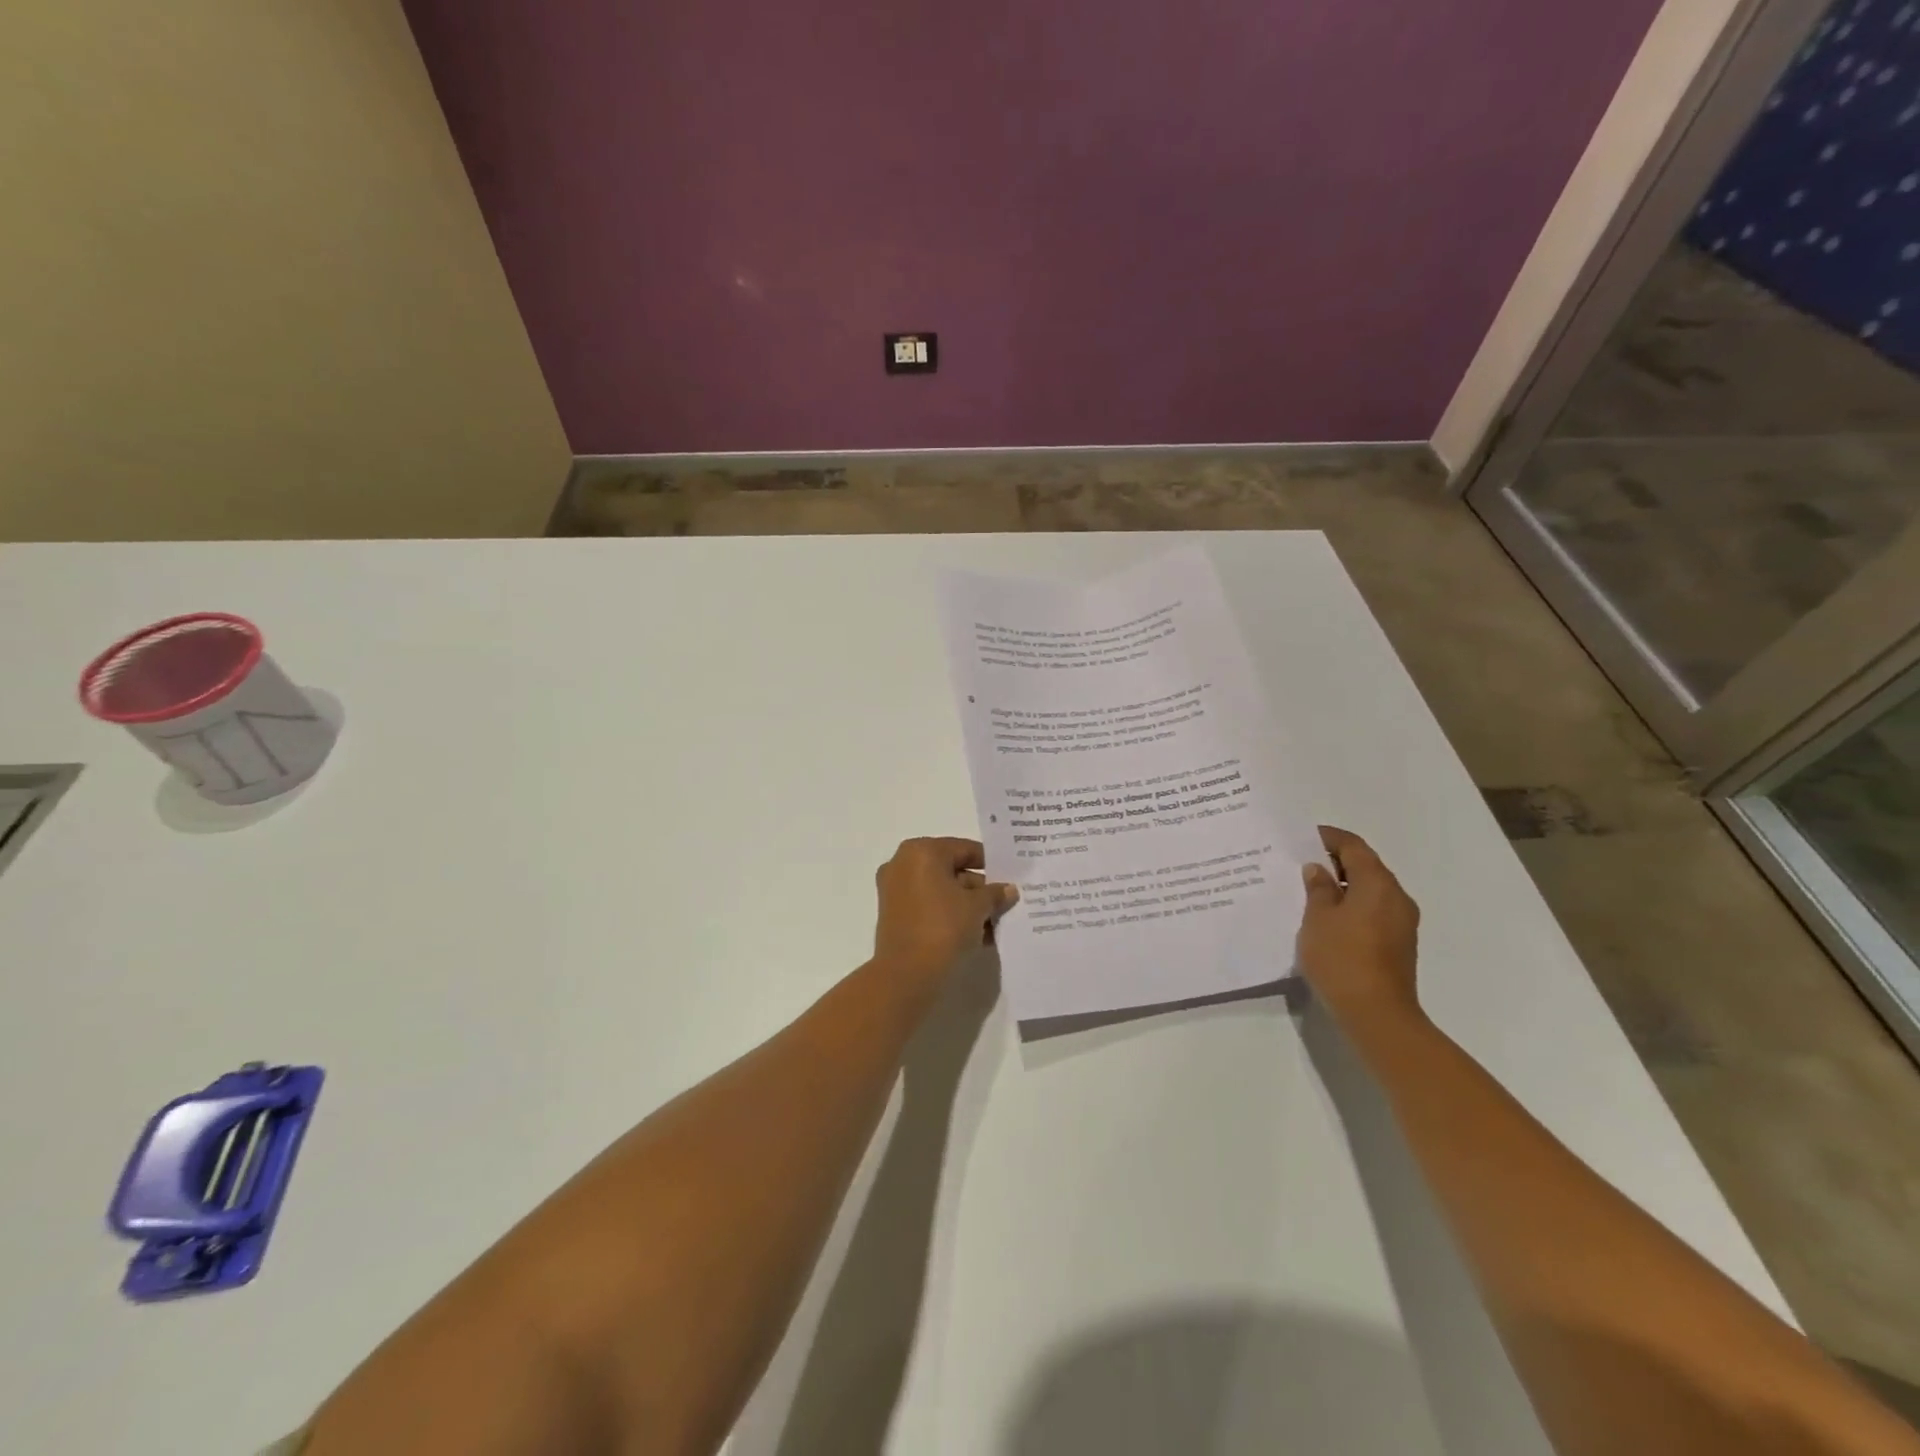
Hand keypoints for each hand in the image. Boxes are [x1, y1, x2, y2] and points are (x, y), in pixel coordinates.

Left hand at [872, 838, 1017, 985]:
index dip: (990, 863)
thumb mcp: (977, 907)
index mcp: (921, 851)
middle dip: (979, 888)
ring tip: (995, 924)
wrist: (907, 975)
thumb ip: (995, 893)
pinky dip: (950, 916)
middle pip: (951, 870)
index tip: (1010, 877)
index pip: (964, 849)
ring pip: (941, 891)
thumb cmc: (943, 927)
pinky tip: (976, 935)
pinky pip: (929, 907)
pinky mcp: (894, 915)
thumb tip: (1008, 889)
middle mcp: (903, 864)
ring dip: (968, 905)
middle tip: (1005, 903)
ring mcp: (895, 890)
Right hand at [1296, 826, 1421, 1026]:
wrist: (1377, 1015)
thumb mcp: (1317, 918)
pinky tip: (1326, 919)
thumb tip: (1318, 870)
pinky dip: (1351, 906)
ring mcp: (1401, 922)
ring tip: (1309, 891)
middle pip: (1365, 866)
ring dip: (1343, 886)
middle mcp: (1396, 897)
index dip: (1328, 838)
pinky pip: (1373, 911)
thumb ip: (1318, 889)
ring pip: (1370, 891)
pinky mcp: (1398, 944)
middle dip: (1334, 861)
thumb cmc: (1342, 958)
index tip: (1302, 837)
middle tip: (1301, 864)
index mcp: (1378, 883)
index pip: (1353, 846)